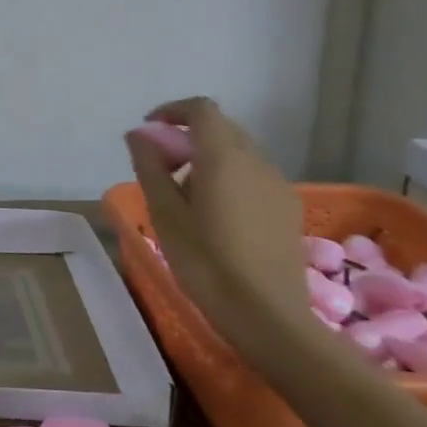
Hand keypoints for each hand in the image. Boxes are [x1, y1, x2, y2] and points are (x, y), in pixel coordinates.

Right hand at [124, 97, 306, 353]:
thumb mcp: (164, 214)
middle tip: (160, 165)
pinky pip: (253, 174)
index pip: (201, 109)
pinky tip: (214, 212)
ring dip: (208, 156)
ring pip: (239, 151)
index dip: (172, 111)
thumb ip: (150, 167)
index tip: (149, 131)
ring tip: (184, 193)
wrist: (269, 316)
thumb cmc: (206, 262)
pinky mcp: (287, 208)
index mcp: (223, 158)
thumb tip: (139, 135)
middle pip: (222, 128)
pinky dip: (228, 175)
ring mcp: (277, 185)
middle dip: (188, 135)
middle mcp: (256, 162)